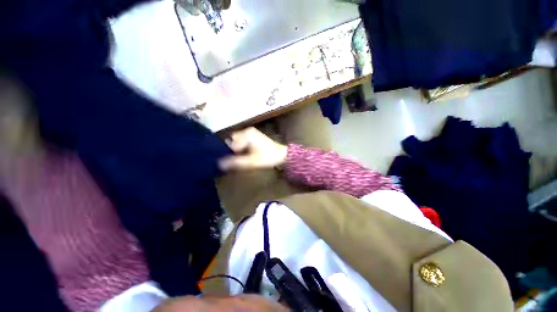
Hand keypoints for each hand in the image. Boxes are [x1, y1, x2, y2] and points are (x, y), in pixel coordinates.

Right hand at [218, 127, 287, 170]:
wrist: (282, 156)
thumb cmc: (268, 157)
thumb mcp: (251, 162)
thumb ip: (235, 162)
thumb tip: (219, 164)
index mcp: (246, 134)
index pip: (229, 143)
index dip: (227, 153)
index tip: (227, 162)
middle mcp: (247, 131)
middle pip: (232, 141)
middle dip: (231, 151)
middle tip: (232, 161)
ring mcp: (250, 133)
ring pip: (236, 142)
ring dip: (236, 150)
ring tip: (237, 159)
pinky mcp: (253, 137)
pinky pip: (242, 142)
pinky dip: (240, 149)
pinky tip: (243, 156)